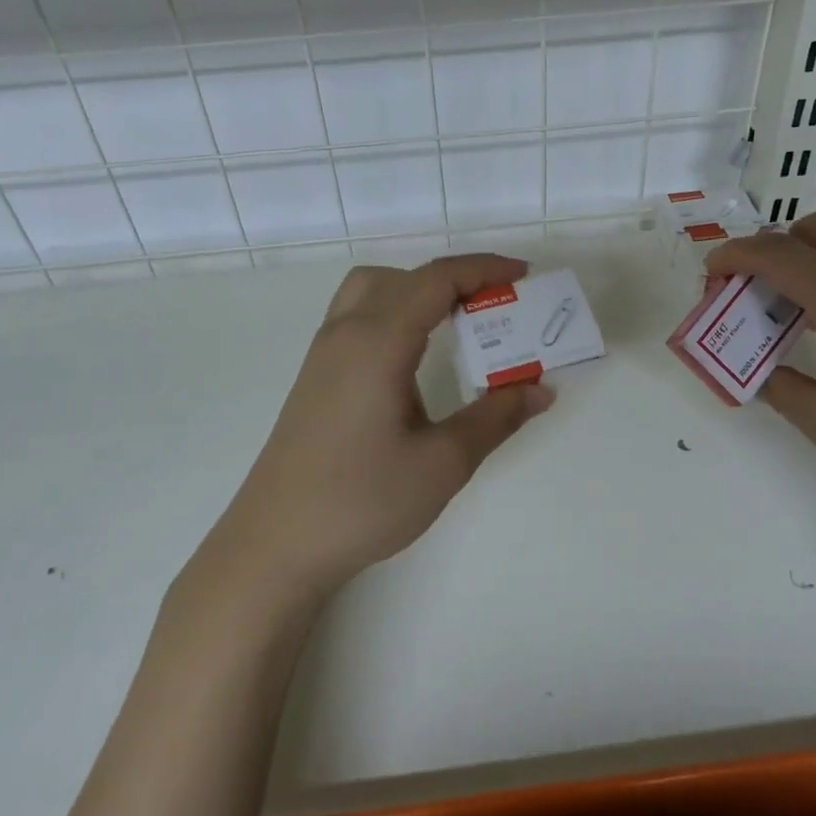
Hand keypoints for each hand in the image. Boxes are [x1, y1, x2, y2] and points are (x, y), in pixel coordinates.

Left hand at [220, 254, 553, 592]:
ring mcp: (324, 354)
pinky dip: (395, 311)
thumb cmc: (362, 501)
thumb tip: (541, 389)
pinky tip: (414, 356)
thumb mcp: (443, 463)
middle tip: (497, 303)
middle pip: (405, 277)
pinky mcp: (315, 377)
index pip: (436, 279)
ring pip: (373, 290)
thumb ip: (495, 417)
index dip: (484, 268)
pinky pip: (358, 316)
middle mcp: (346, 333)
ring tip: (456, 323)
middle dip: (456, 278)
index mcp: (378, 341)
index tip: (525, 276)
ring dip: (419, 290)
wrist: (275, 546)